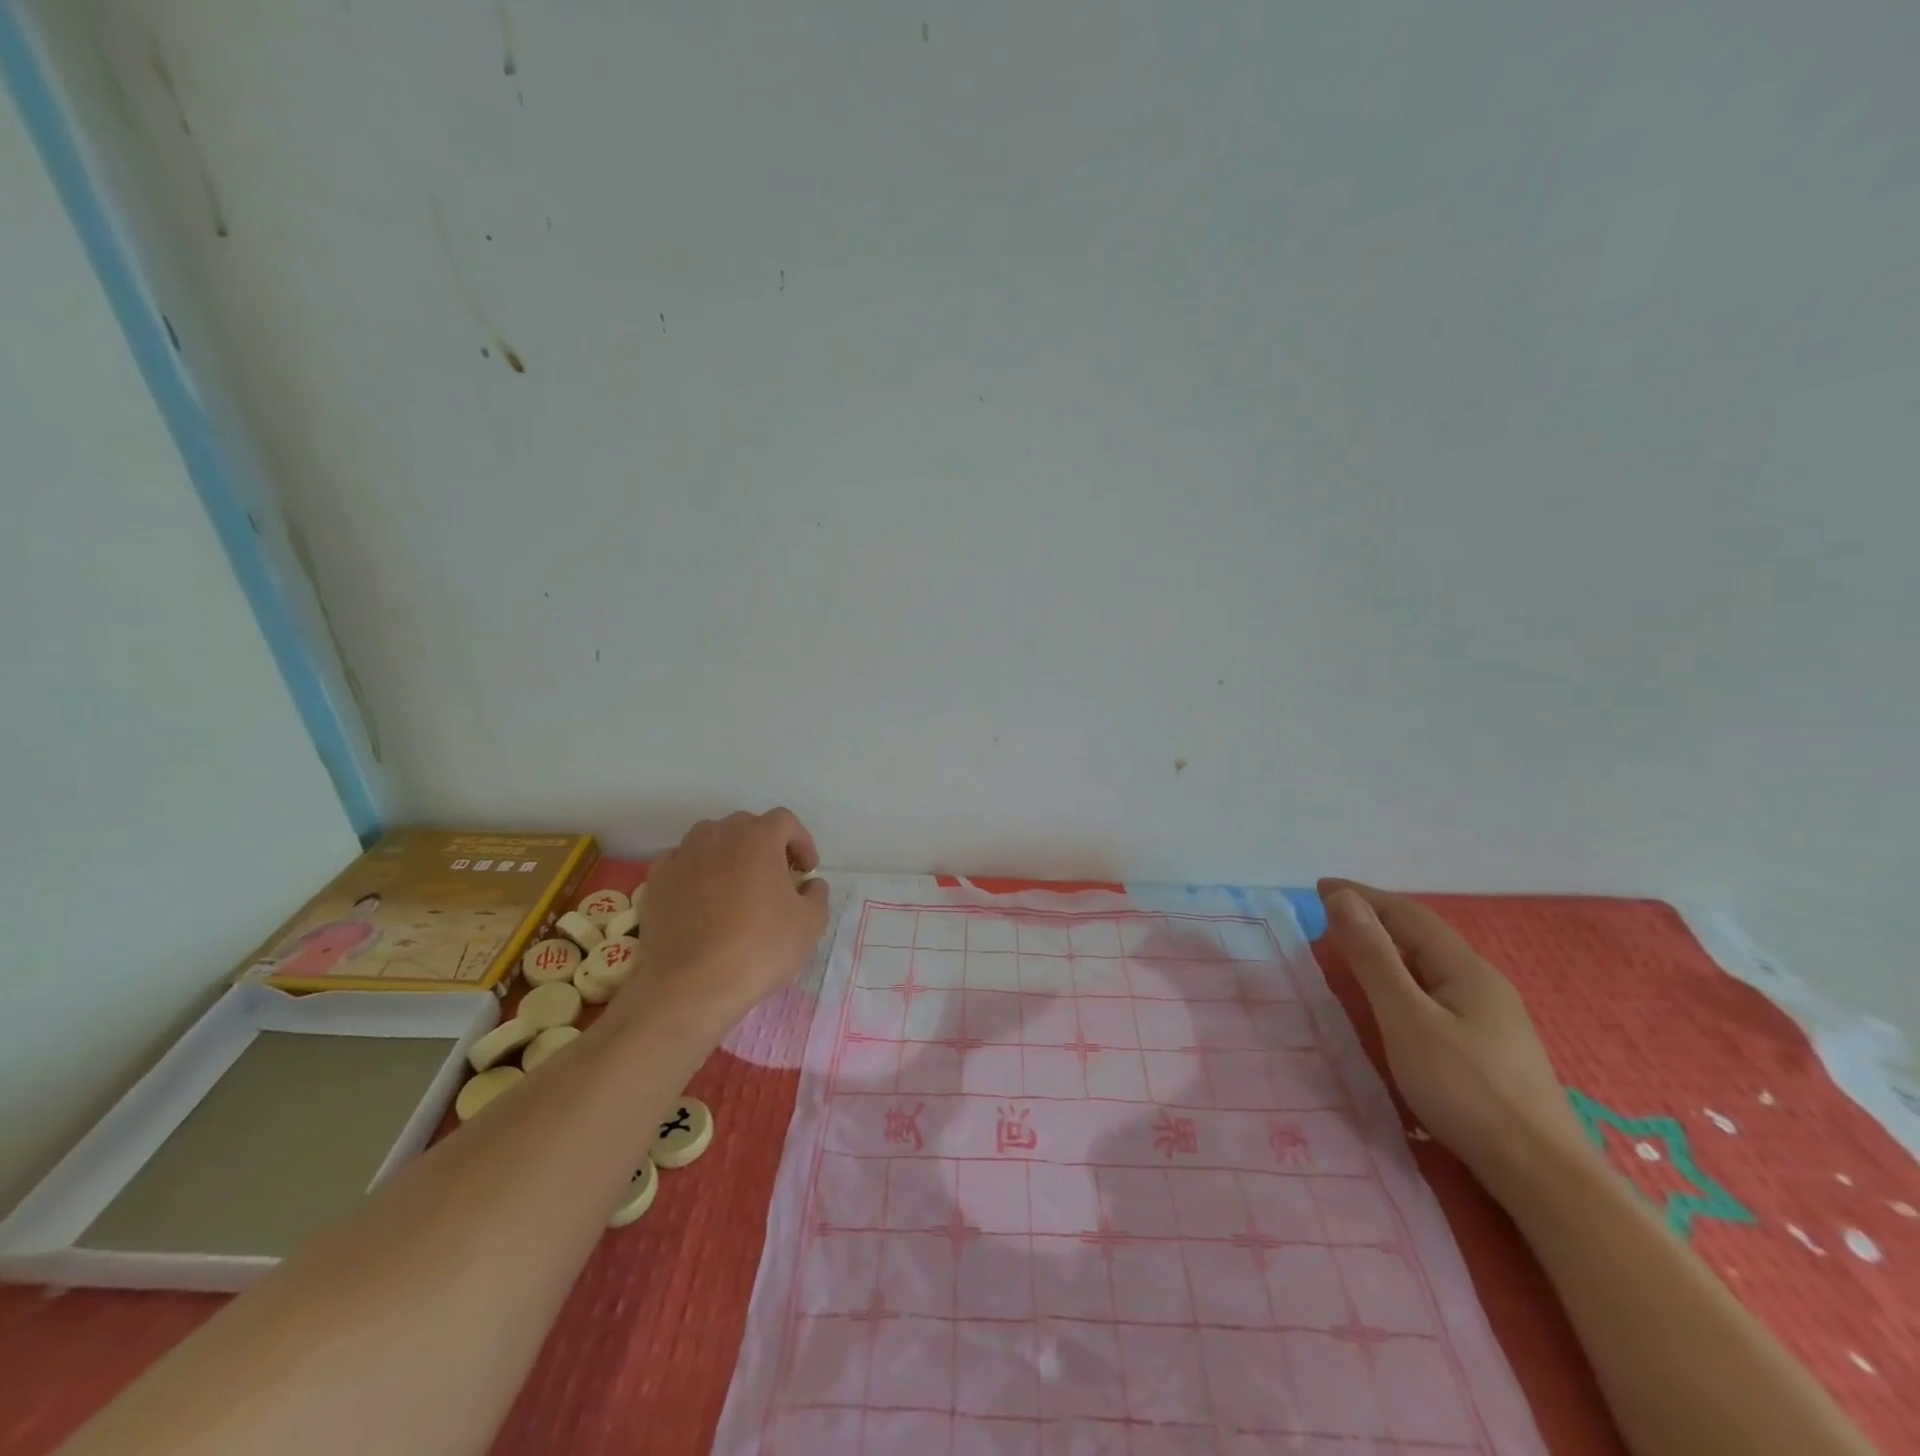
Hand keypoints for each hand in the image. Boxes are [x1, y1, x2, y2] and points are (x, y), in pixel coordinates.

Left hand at [628, 808, 829, 1027]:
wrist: (691, 986)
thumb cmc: (759, 948)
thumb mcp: (811, 924)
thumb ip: (817, 894)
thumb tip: (809, 884)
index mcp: (759, 838)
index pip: (785, 821)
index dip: (801, 842)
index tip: (806, 871)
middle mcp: (718, 835)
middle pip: (747, 826)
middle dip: (765, 846)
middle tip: (775, 878)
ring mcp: (682, 855)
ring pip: (710, 839)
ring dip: (728, 854)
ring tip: (735, 886)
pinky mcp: (656, 881)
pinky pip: (680, 862)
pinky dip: (694, 871)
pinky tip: (701, 899)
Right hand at [1318, 878, 1593, 1195]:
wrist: (1543, 1176)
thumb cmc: (1466, 1091)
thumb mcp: (1407, 1019)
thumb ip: (1373, 958)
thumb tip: (1343, 898)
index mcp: (1465, 969)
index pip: (1408, 914)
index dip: (1363, 896)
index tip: (1319, 887)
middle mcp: (1483, 983)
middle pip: (1423, 936)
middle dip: (1375, 917)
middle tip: (1329, 915)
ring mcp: (1492, 1016)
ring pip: (1431, 965)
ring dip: (1389, 947)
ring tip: (1353, 948)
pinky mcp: (1490, 1046)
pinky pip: (1437, 990)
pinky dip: (1404, 976)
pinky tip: (1395, 999)